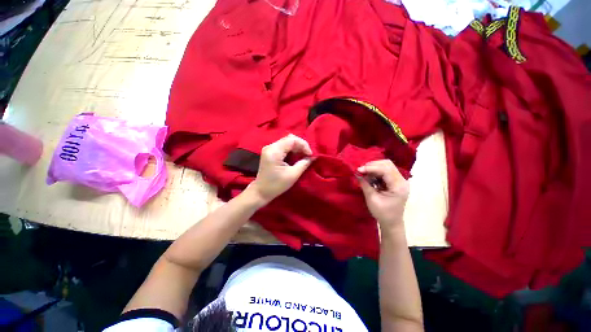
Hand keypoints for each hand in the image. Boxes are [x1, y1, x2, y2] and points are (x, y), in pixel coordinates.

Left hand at [247, 134, 313, 203]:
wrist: (261, 192)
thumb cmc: (276, 185)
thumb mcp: (293, 175)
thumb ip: (304, 163)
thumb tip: (313, 156)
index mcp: (274, 151)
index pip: (292, 140)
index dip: (303, 145)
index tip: (310, 155)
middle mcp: (270, 146)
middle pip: (289, 138)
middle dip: (301, 145)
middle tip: (308, 155)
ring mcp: (269, 148)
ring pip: (287, 141)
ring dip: (297, 147)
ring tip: (304, 155)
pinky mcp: (270, 152)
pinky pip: (283, 146)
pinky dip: (292, 150)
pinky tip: (296, 156)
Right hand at [357, 160, 409, 231]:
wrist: (391, 223)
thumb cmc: (382, 213)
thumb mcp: (372, 199)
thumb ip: (365, 184)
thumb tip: (357, 173)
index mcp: (399, 186)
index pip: (386, 170)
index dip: (371, 168)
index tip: (359, 170)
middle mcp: (402, 181)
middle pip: (388, 165)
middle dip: (373, 165)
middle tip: (361, 170)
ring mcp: (399, 180)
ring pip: (386, 166)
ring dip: (374, 167)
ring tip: (364, 172)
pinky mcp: (395, 181)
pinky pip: (385, 171)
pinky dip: (375, 171)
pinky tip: (369, 176)